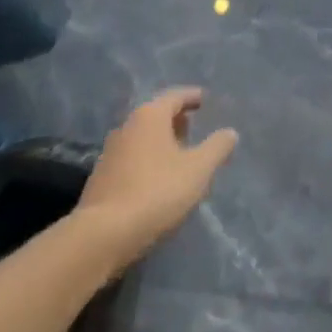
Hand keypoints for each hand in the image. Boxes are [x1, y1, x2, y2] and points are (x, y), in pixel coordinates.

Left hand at [77, 88, 238, 266]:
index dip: (191, 97)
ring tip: (179, 154)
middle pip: (155, 115)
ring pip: (142, 138)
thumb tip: (230, 132)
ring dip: (161, 141)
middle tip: (193, 126)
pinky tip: (157, 178)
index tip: (203, 99)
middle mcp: (127, 127)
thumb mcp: (198, 170)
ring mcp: (110, 152)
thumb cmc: (156, 192)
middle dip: (175, 119)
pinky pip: (132, 158)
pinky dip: (148, 159)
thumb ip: (217, 148)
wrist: (103, 234)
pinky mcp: (102, 177)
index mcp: (149, 116)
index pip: (174, 96)